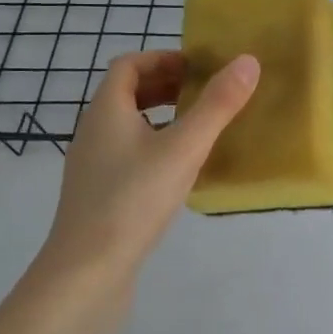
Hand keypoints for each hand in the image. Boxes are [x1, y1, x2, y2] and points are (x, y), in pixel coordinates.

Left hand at [27, 50, 259, 331]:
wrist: (84, 275)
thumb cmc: (132, 201)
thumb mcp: (183, 148)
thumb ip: (217, 105)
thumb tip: (248, 61)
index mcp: (106, 111)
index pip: (127, 65)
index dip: (162, 58)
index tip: (198, 68)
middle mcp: (93, 133)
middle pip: (126, 94)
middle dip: (165, 86)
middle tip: (205, 94)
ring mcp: (92, 168)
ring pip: (127, 127)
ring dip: (161, 118)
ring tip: (198, 130)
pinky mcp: (98, 198)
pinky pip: (127, 156)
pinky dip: (154, 149)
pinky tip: (180, 173)